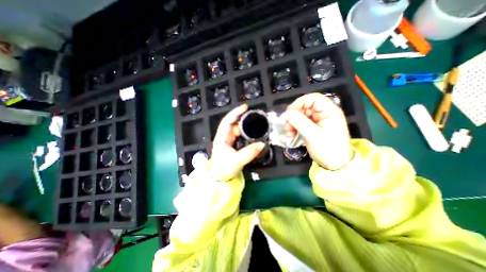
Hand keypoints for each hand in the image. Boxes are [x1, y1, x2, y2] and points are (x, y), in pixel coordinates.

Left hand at [209, 103, 265, 180]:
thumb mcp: (237, 160)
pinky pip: (240, 136)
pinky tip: (252, 133)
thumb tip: (262, 144)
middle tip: (255, 116)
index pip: (227, 121)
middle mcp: (225, 137)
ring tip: (256, 123)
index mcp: (222, 137)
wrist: (219, 179)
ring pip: (237, 130)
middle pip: (234, 124)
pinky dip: (246, 133)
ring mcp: (228, 141)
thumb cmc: (223, 169)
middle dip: (243, 119)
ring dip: (246, 126)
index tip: (245, 107)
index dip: (235, 112)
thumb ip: (249, 152)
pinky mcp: (232, 145)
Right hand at [284, 94, 351, 169]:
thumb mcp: (313, 135)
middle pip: (305, 107)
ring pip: (301, 115)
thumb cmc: (328, 150)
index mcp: (329, 111)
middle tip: (287, 126)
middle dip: (294, 116)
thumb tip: (286, 113)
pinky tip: (291, 135)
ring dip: (292, 123)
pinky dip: (295, 127)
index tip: (289, 113)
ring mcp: (318, 121)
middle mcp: (324, 113)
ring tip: (288, 133)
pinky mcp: (314, 127)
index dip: (299, 103)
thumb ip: (299, 122)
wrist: (336, 165)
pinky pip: (301, 123)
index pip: (312, 98)